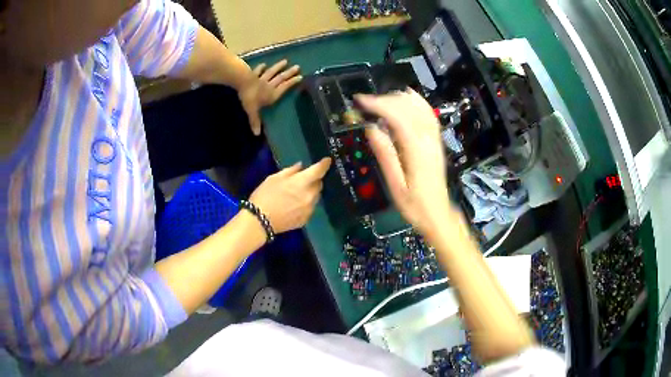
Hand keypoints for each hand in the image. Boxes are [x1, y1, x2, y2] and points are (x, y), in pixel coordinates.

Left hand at [239, 60, 302, 134]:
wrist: (242, 82)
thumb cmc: (249, 97)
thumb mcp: (252, 111)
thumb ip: (255, 121)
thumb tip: (257, 134)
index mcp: (272, 94)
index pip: (284, 88)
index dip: (292, 83)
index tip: (300, 77)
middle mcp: (269, 85)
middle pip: (280, 78)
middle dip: (289, 73)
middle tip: (298, 67)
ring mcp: (261, 78)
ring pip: (272, 72)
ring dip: (278, 67)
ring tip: (285, 61)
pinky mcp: (253, 74)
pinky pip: (258, 71)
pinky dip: (261, 68)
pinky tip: (264, 64)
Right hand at [249, 158, 331, 233]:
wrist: (259, 221)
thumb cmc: (264, 196)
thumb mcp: (274, 178)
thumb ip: (290, 171)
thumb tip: (301, 167)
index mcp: (302, 182)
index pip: (319, 171)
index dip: (324, 164)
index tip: (327, 160)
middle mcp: (310, 196)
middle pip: (319, 185)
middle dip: (313, 180)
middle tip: (302, 180)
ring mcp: (309, 209)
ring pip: (315, 197)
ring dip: (310, 193)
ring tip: (297, 194)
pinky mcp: (305, 220)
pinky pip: (310, 208)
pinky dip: (306, 204)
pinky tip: (294, 206)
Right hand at [356, 90, 458, 235]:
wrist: (438, 213)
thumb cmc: (414, 205)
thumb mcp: (395, 184)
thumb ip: (385, 154)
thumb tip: (371, 128)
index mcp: (417, 150)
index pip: (398, 117)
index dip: (378, 104)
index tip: (360, 101)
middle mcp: (428, 139)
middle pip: (408, 108)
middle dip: (385, 100)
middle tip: (364, 103)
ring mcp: (434, 138)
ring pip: (419, 107)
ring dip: (398, 99)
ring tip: (379, 100)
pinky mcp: (436, 140)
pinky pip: (429, 114)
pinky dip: (417, 102)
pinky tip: (406, 97)